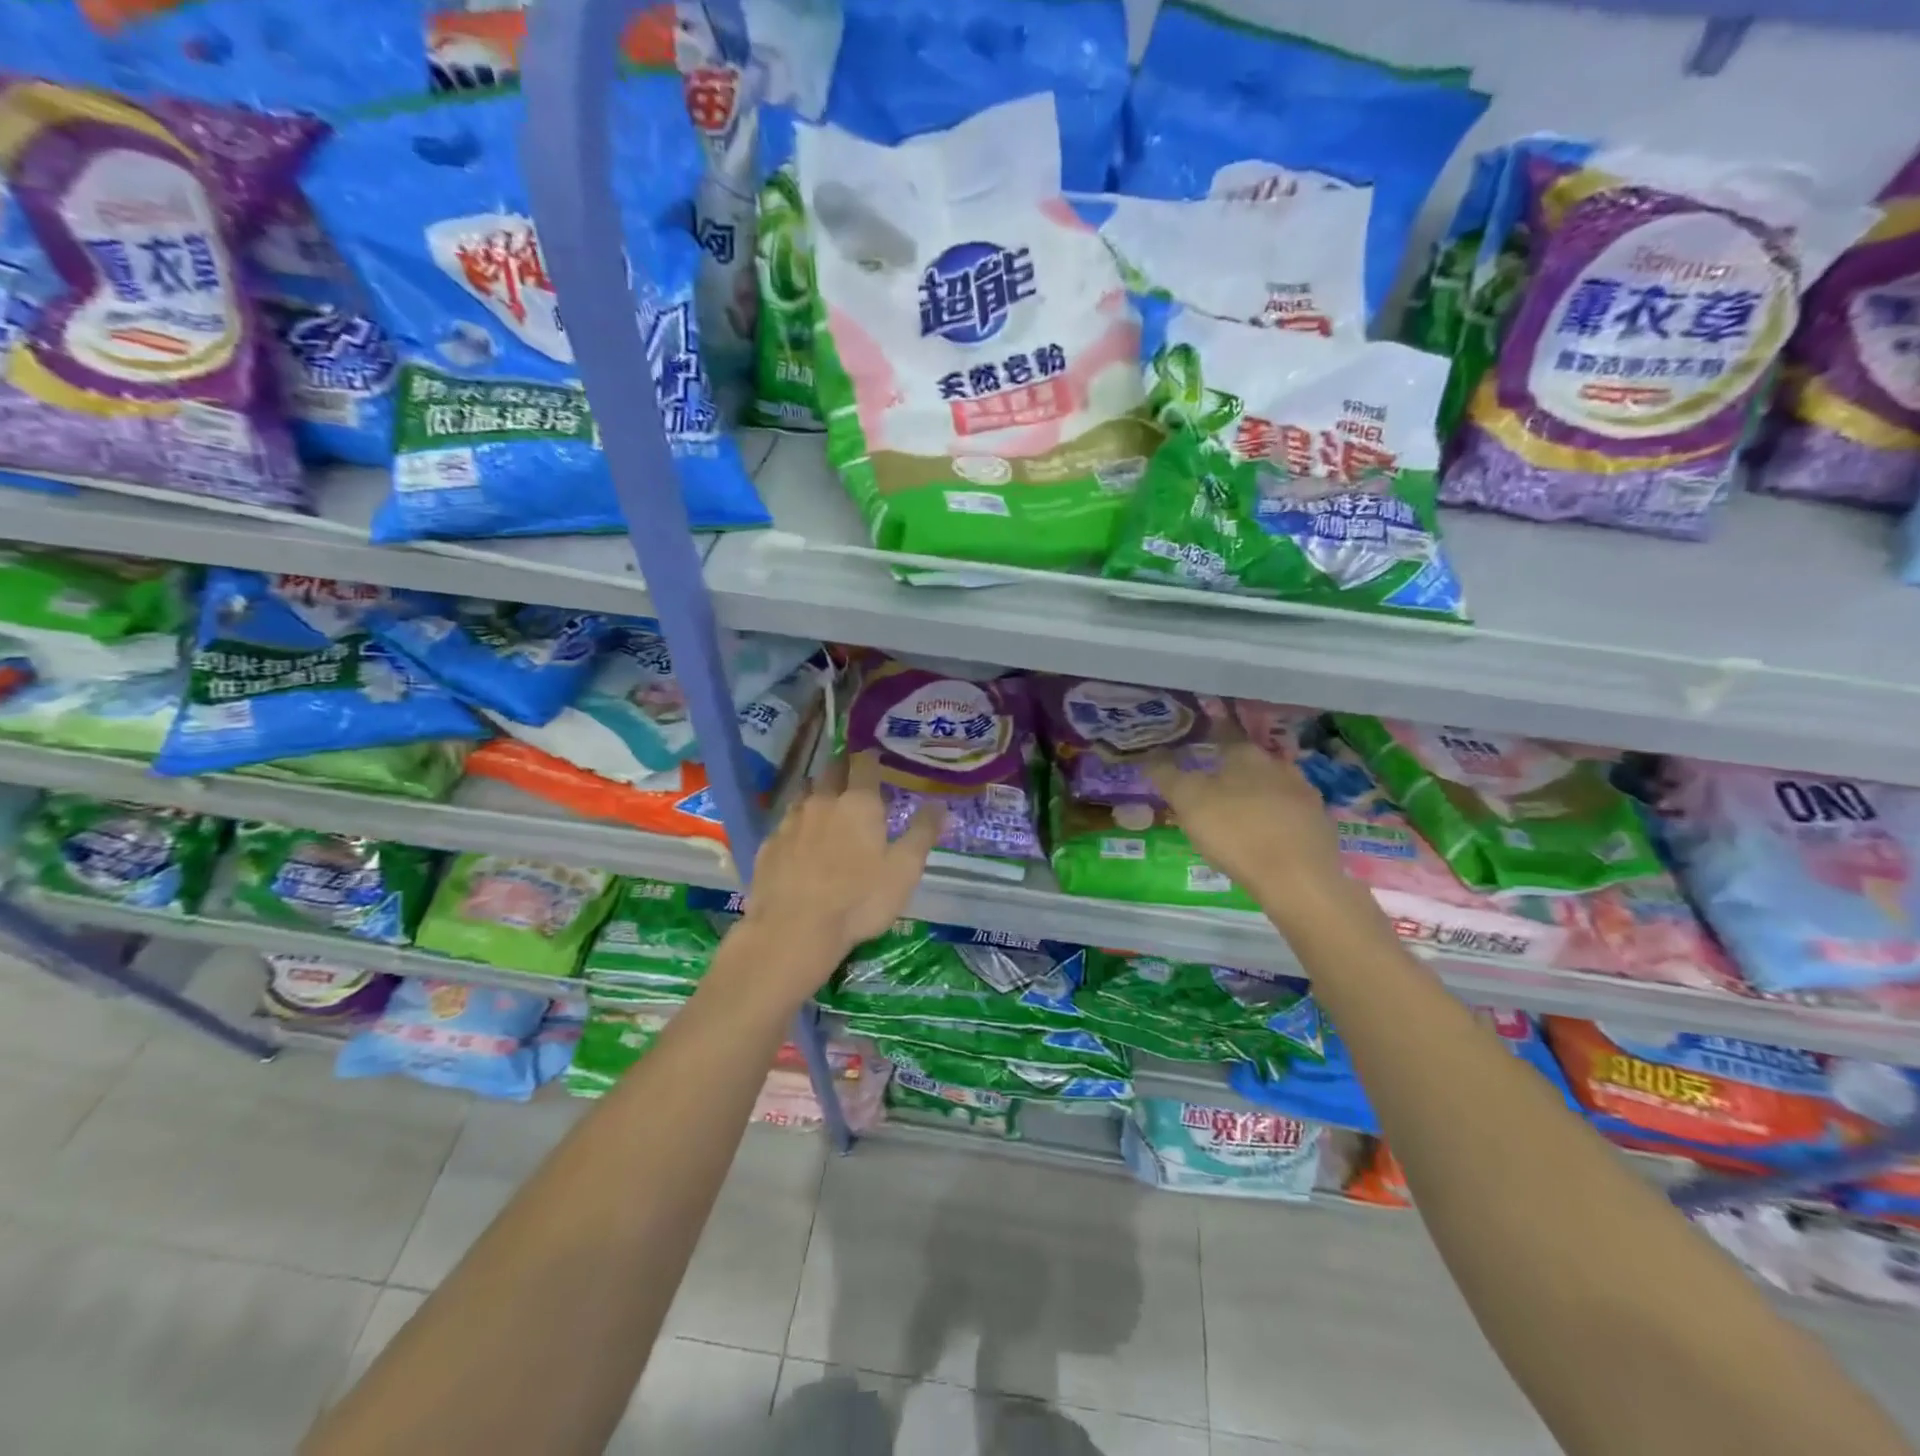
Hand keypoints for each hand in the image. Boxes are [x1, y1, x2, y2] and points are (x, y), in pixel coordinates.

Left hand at [741, 751, 943, 981]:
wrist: (794, 930)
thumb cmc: (859, 899)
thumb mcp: (904, 870)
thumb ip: (922, 833)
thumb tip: (940, 804)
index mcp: (858, 803)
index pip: (864, 763)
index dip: (871, 758)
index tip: (877, 759)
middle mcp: (822, 801)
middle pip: (831, 771)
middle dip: (843, 769)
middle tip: (854, 778)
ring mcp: (791, 821)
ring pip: (805, 793)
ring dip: (817, 793)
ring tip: (827, 805)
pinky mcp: (769, 844)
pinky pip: (786, 822)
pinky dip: (797, 824)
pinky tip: (801, 840)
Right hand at [1145, 718, 1347, 922]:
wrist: (1297, 878)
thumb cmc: (1235, 832)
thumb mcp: (1187, 801)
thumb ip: (1167, 775)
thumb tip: (1149, 756)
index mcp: (1246, 755)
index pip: (1223, 737)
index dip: (1208, 743)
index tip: (1196, 755)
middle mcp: (1280, 766)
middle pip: (1251, 763)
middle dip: (1234, 773)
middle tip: (1213, 791)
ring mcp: (1306, 796)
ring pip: (1274, 788)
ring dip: (1258, 796)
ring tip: (1239, 817)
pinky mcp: (1320, 825)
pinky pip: (1291, 815)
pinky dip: (1277, 821)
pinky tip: (1266, 839)